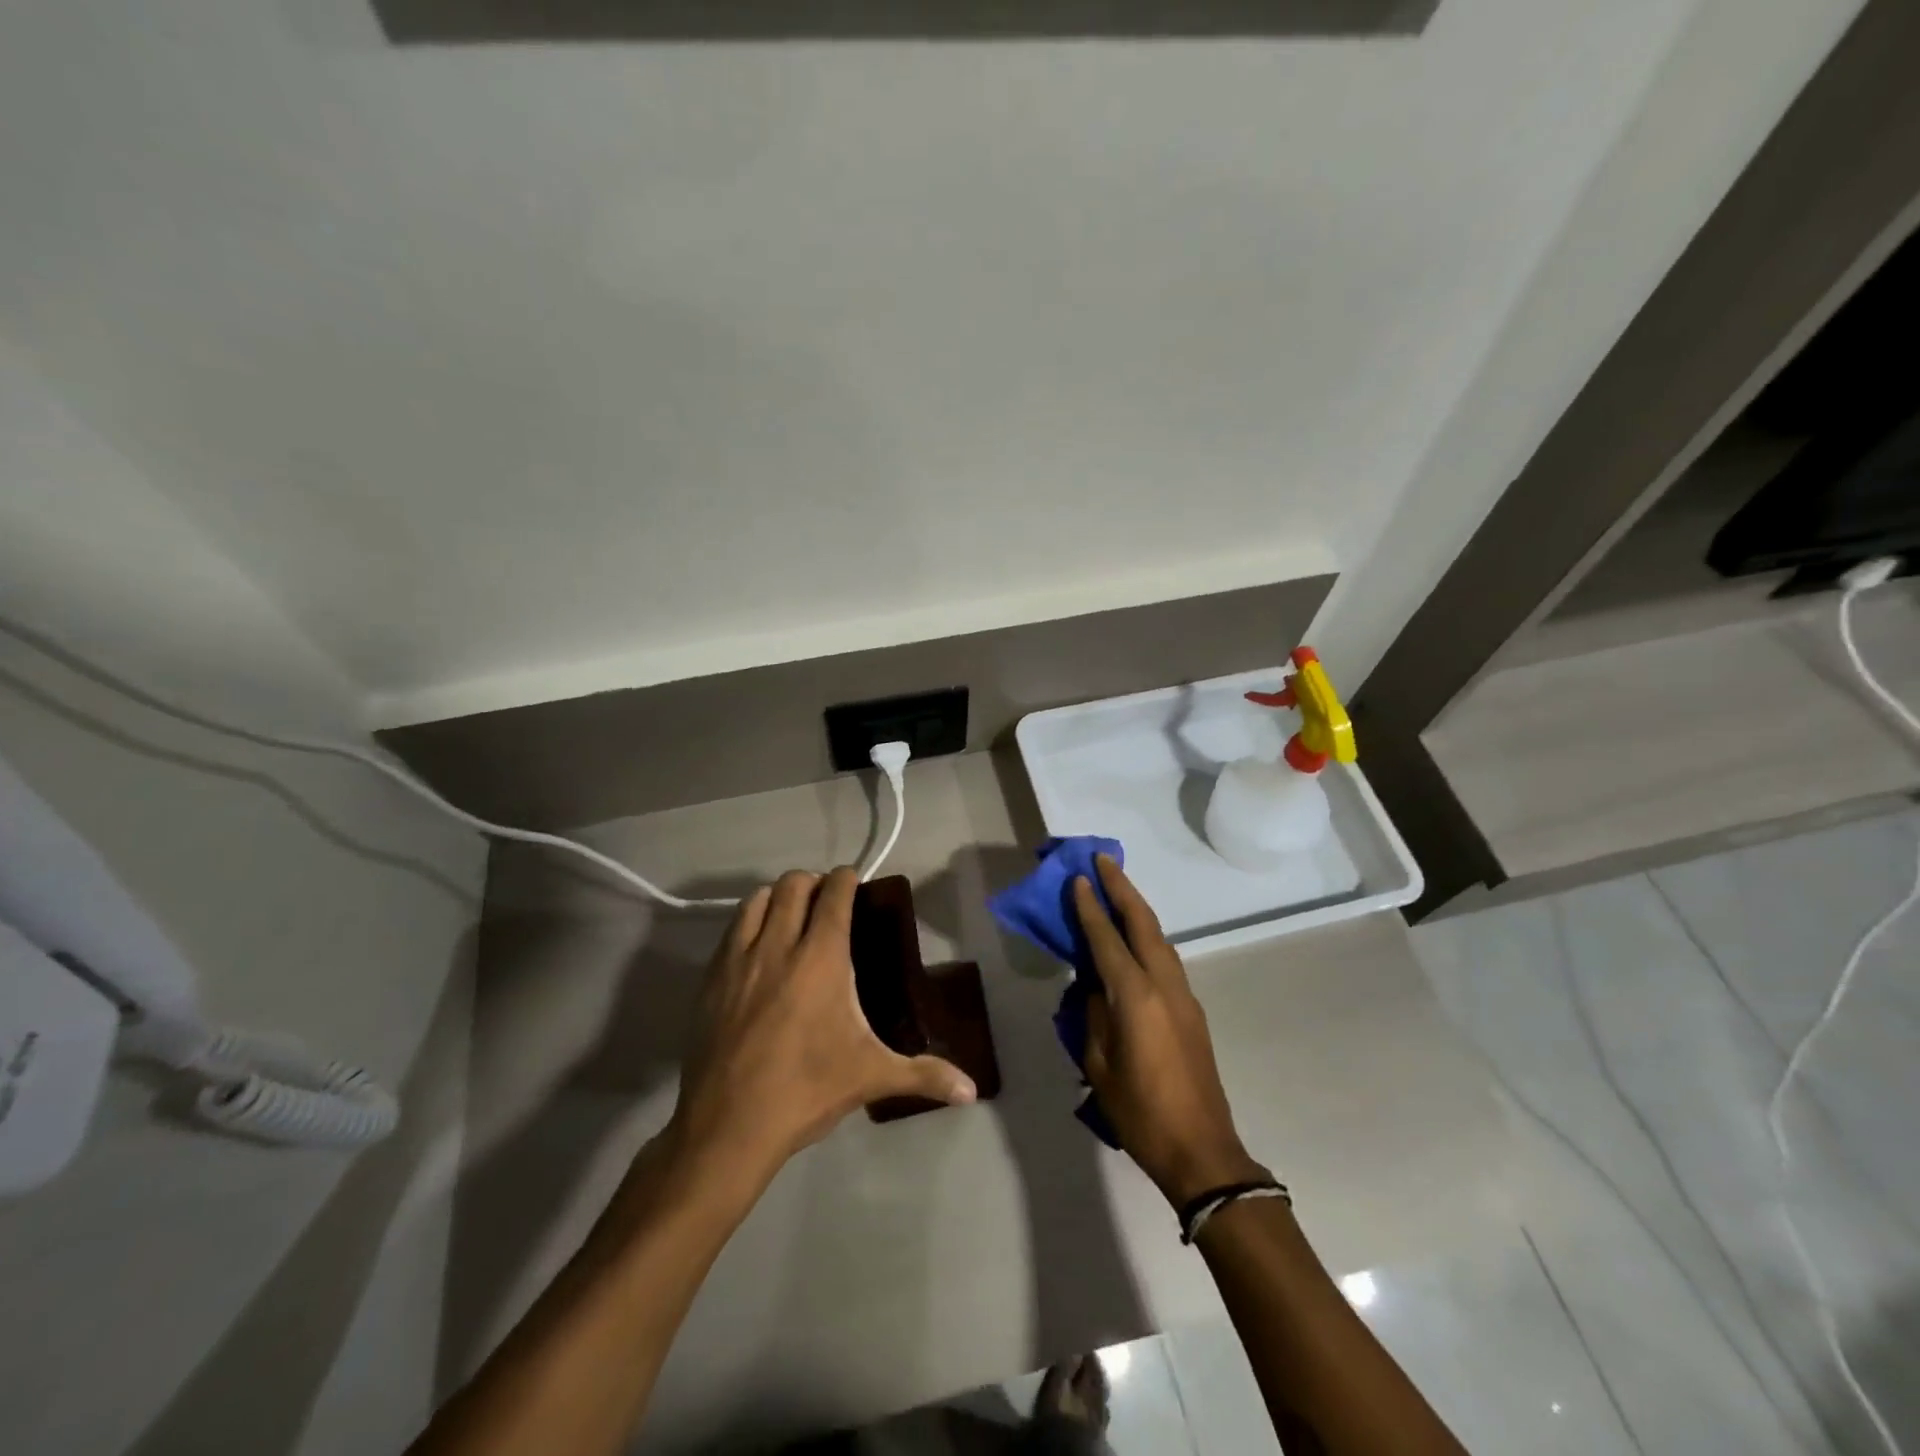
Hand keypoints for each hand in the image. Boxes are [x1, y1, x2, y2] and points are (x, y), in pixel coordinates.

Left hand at [667, 867, 976, 1190]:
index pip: (834, 893)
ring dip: (778, 897)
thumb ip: (925, 1075)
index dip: (846, 878)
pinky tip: (759, 949)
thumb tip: (972, 1091)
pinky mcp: (711, 978)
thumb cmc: (807, 1091)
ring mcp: (739, 959)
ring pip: (757, 899)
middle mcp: (779, 945)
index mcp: (821, 957)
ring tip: (792, 917)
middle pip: (793, 884)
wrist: (728, 1126)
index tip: (855, 881)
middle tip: (827, 903)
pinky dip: (750, 922)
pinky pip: (732, 929)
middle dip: (813, 883)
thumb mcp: (871, 1077)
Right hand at [1073, 856, 1267, 1206]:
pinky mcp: (1192, 1011)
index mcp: (1135, 997)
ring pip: (1160, 938)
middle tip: (1102, 860)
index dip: (1089, 908)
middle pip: (1143, 923)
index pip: (1107, 939)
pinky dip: (1147, 937)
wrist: (1201, 1150)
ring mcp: (1183, 996)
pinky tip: (1135, 938)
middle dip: (1121, 888)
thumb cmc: (1139, 1112)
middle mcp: (1164, 985)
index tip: (1077, 878)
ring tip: (1116, 888)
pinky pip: (1166, 959)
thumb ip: (1094, 1016)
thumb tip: (1095, 986)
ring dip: (1137, 909)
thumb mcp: (1099, 1065)